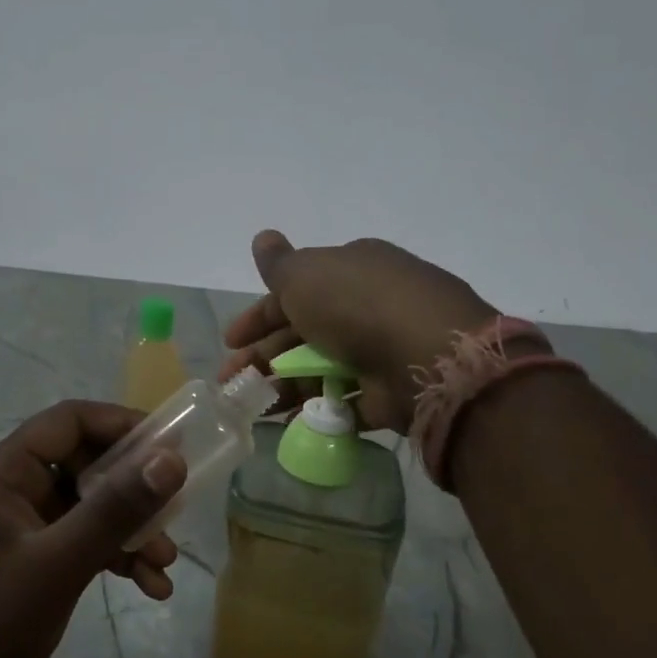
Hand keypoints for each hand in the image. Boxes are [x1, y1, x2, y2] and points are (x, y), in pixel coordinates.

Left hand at [0, 400, 186, 657]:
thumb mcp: (58, 565)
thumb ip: (114, 510)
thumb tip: (171, 458)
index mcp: (6, 471)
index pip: (70, 420)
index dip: (122, 424)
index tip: (173, 444)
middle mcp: (15, 487)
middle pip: (87, 462)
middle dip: (134, 488)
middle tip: (175, 510)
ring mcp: (24, 525)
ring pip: (91, 505)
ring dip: (132, 529)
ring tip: (165, 564)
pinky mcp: (34, 559)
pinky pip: (85, 540)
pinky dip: (117, 556)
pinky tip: (151, 587)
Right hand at [220, 231, 497, 433]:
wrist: (425, 356)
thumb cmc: (356, 306)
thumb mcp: (306, 275)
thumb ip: (279, 263)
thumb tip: (262, 237)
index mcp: (351, 270)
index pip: (295, 290)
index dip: (258, 315)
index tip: (230, 341)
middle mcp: (367, 306)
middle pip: (303, 333)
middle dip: (263, 356)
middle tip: (231, 381)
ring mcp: (380, 350)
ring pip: (319, 368)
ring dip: (283, 385)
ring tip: (254, 406)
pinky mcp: (389, 392)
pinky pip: (344, 400)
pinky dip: (316, 409)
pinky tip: (287, 420)